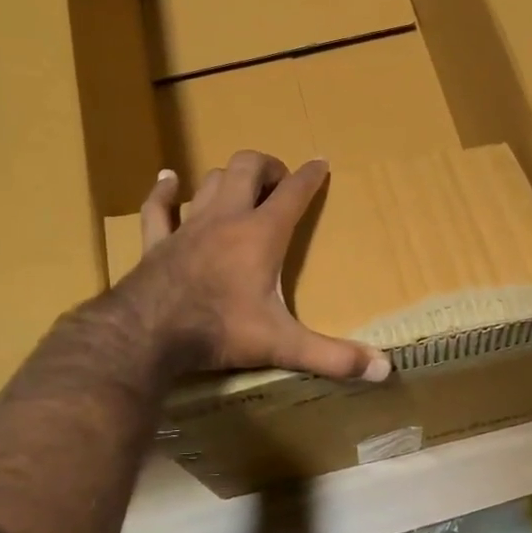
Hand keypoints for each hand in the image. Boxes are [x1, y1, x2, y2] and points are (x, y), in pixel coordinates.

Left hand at [117, 151, 390, 382]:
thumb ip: (333, 357)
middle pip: (246, 168)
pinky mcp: (156, 243)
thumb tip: (384, 370)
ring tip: (239, 185)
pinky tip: (167, 181)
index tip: (321, 163)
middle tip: (279, 181)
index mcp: (261, 235)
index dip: (310, 176)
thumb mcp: (283, 345)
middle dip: (267, 166)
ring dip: (226, 178)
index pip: (293, 193)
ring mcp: (187, 227)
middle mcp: (226, 220)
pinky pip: (157, 208)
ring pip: (208, 182)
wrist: (146, 335)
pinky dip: (164, 193)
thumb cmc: (220, 331)